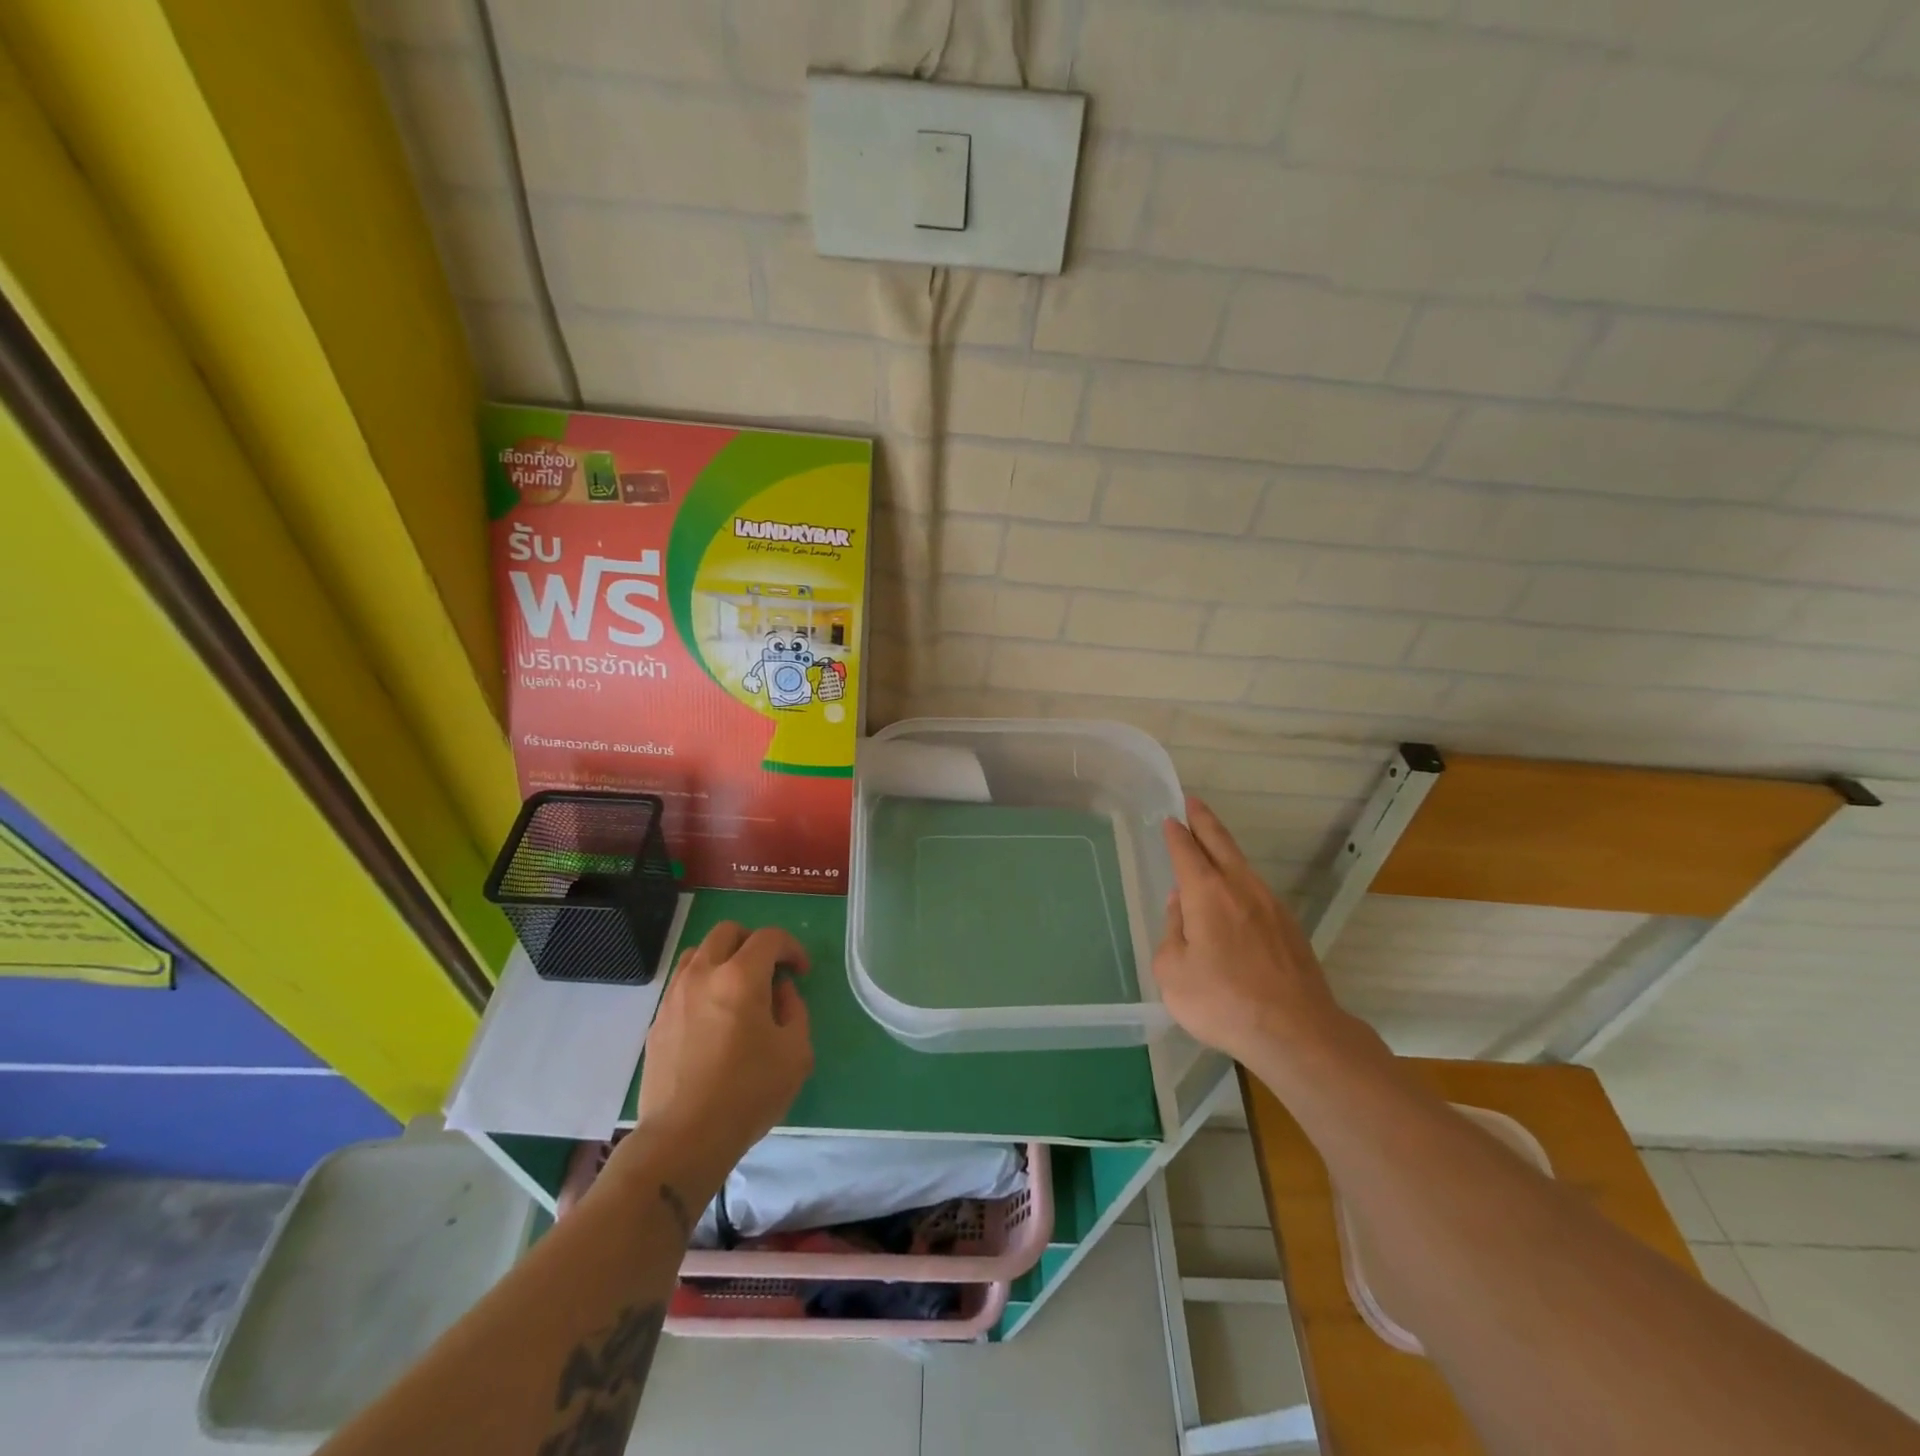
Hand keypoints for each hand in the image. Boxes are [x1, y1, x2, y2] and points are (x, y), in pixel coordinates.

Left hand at [628, 921, 813, 1194]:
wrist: (683, 1138)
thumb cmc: (748, 1094)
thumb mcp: (795, 1053)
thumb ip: (794, 1011)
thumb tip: (780, 992)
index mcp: (741, 977)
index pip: (769, 938)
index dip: (792, 947)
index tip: (801, 971)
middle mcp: (704, 974)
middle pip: (728, 932)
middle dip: (754, 942)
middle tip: (769, 970)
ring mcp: (675, 995)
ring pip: (699, 952)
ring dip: (723, 958)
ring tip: (738, 987)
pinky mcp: (658, 1020)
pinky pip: (682, 982)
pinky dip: (702, 982)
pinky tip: (713, 1014)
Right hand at [1152, 798, 1344, 1065]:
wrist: (1296, 1032)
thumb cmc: (1223, 1001)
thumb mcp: (1174, 972)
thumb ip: (1172, 932)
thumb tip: (1181, 908)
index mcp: (1207, 894)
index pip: (1187, 852)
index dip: (1176, 834)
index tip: (1169, 819)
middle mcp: (1240, 889)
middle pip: (1220, 844)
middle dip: (1204, 821)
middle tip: (1193, 802)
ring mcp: (1271, 906)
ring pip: (1242, 866)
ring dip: (1224, 849)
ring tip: (1211, 844)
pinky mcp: (1289, 928)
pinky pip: (1256, 891)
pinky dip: (1239, 880)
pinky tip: (1234, 895)